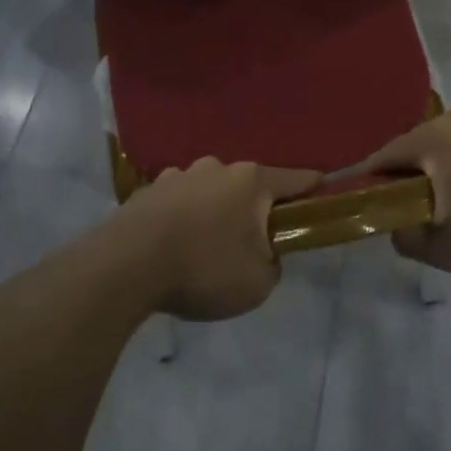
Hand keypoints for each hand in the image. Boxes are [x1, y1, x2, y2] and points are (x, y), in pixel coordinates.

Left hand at [117, 158, 320, 320]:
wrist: (127, 265)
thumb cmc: (204, 268)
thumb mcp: (258, 283)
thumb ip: (272, 264)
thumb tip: (264, 254)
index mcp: (250, 181)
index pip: (294, 179)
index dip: (312, 187)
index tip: (322, 189)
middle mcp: (216, 168)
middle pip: (247, 186)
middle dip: (253, 209)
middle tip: (251, 242)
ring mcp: (178, 175)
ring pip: (209, 192)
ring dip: (214, 212)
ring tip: (205, 247)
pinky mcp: (147, 191)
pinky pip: (177, 203)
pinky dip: (182, 219)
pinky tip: (174, 246)